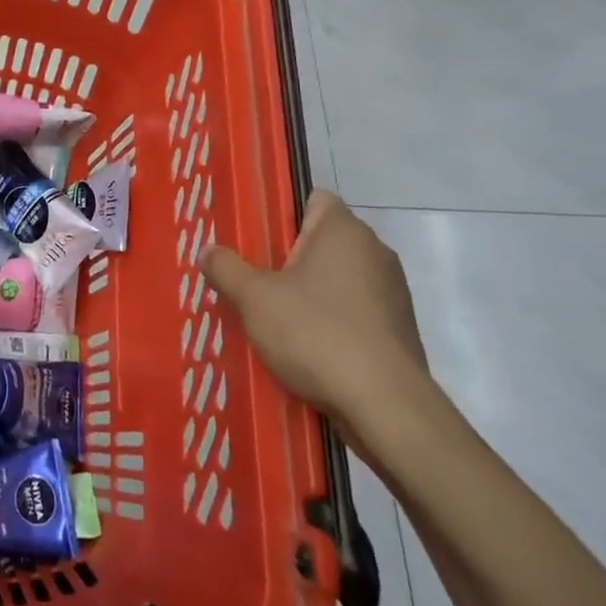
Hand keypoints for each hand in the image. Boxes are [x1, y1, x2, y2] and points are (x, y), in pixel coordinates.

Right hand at [198, 190, 428, 435]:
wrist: (386, 407)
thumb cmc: (316, 334)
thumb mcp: (254, 299)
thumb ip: (225, 268)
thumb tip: (208, 251)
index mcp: (344, 231)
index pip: (312, 198)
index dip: (280, 212)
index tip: (251, 237)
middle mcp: (375, 252)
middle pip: (320, 241)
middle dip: (285, 257)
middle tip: (249, 278)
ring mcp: (391, 293)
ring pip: (336, 279)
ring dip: (306, 293)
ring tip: (270, 316)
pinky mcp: (397, 331)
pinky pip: (352, 312)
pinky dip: (328, 322)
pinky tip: (302, 347)